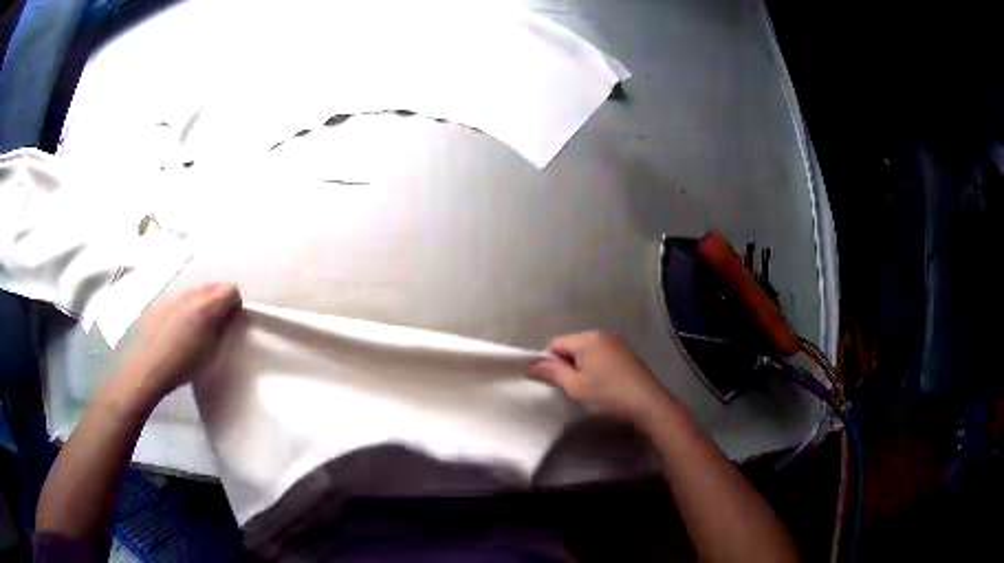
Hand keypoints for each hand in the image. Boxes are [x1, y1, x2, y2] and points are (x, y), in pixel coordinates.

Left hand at [111, 283, 240, 409]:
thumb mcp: (211, 352)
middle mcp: (191, 296)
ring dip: (202, 305)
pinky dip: (186, 310)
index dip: (235, 304)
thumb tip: (228, 316)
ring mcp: (174, 298)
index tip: (232, 320)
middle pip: (213, 286)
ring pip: (196, 293)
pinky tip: (179, 331)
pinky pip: (181, 300)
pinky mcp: (162, 304)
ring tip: (197, 330)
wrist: (147, 368)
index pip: (230, 290)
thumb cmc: (183, 365)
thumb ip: (222, 329)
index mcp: (206, 306)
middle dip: (219, 301)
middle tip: (218, 325)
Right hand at [529, 332, 675, 427]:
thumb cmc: (608, 395)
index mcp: (588, 338)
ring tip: (584, 389)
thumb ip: (552, 372)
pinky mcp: (627, 355)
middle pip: (572, 345)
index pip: (556, 343)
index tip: (551, 383)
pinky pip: (601, 356)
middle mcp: (603, 335)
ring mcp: (617, 343)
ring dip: (580, 367)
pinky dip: (595, 367)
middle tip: (567, 388)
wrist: (648, 404)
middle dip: (565, 364)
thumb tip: (531, 364)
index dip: (548, 362)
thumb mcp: (575, 386)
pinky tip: (601, 385)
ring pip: (587, 352)